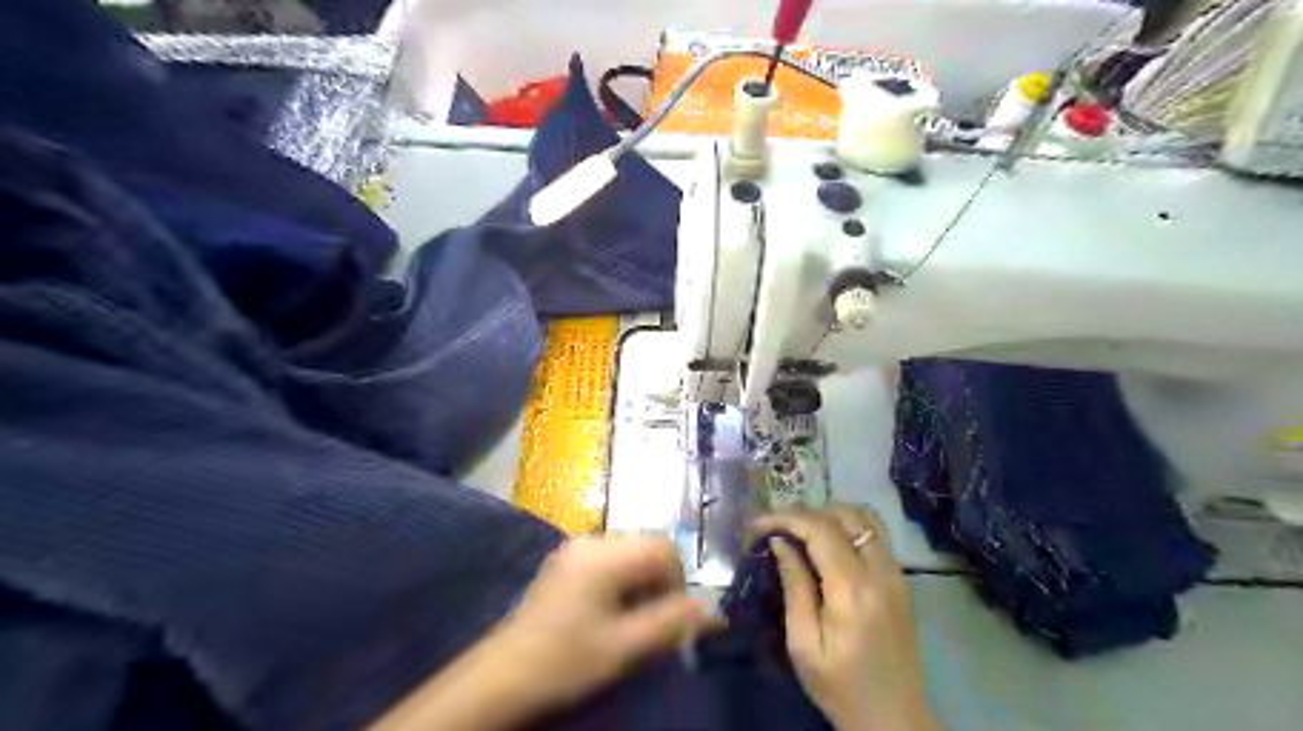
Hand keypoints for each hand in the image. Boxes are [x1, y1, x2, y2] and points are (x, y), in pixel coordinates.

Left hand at [498, 533, 703, 709]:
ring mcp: (574, 550)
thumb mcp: (625, 647)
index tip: (671, 618)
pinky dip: (621, 584)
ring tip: (630, 623)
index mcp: (604, 555)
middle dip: (659, 584)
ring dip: (641, 585)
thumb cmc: (565, 660)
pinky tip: (608, 615)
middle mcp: (590, 541)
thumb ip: (671, 623)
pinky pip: (608, 562)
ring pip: (629, 556)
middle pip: (646, 548)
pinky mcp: (564, 564)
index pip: (664, 548)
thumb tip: (710, 610)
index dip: (678, 581)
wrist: (502, 678)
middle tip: (651, 624)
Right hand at [760, 505, 941, 730]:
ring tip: (799, 529)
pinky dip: (847, 526)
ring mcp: (896, 574)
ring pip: (865, 518)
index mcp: (853, 591)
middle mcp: (880, 572)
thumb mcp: (803, 644)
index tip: (758, 524)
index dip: (787, 517)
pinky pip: (875, 535)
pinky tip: (826, 543)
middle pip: (845, 515)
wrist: (894, 719)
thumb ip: (794, 587)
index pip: (821, 530)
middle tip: (776, 526)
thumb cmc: (840, 687)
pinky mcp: (901, 581)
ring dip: (830, 514)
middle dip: (806, 512)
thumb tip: (780, 543)